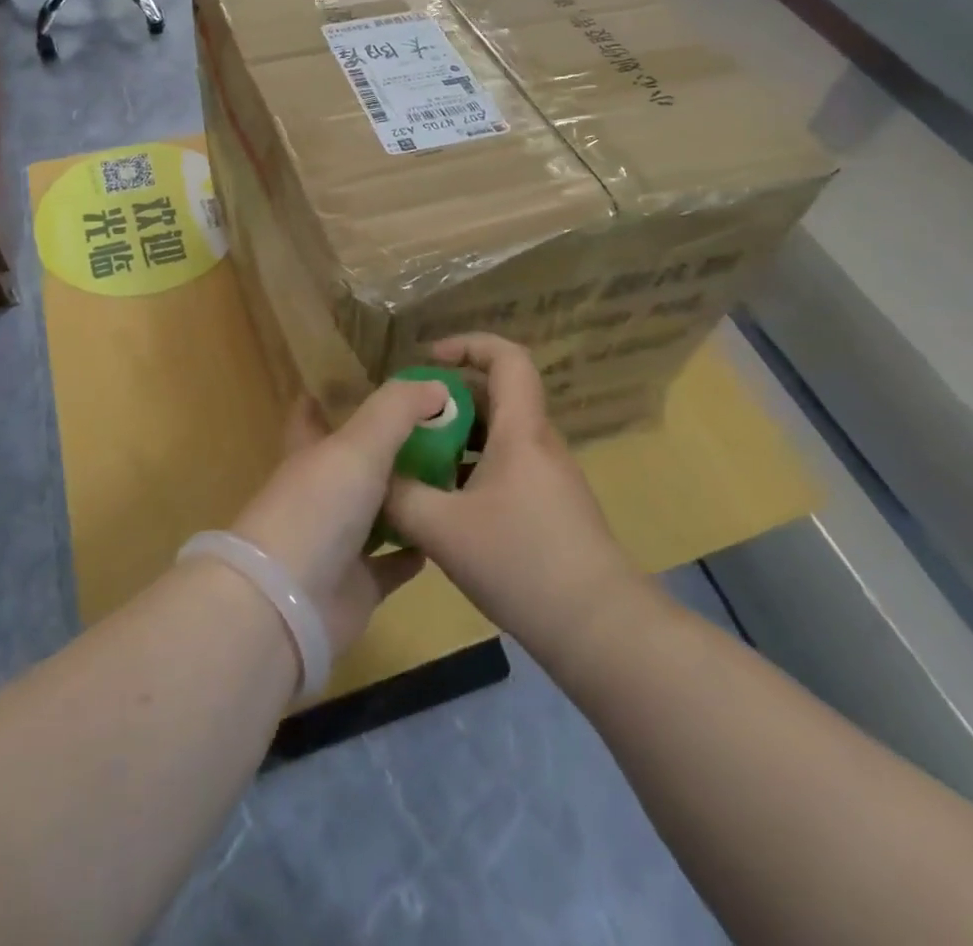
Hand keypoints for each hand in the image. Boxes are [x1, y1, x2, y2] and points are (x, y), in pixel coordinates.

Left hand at [228, 382, 440, 657]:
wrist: (288, 604)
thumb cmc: (318, 509)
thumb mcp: (359, 444)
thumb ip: (397, 409)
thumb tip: (438, 384)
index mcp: (311, 453)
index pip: (312, 415)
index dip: (330, 397)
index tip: (362, 382)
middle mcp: (321, 493)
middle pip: (355, 463)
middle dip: (388, 447)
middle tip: (440, 430)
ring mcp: (337, 541)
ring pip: (377, 511)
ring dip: (407, 497)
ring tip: (454, 475)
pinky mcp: (357, 584)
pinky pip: (392, 563)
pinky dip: (414, 550)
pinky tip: (443, 535)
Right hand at [382, 334, 641, 662]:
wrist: (598, 627)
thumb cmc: (521, 562)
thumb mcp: (443, 529)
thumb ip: (400, 496)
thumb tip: (374, 477)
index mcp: (520, 431)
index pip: (507, 358)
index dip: (468, 345)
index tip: (429, 359)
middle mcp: (539, 443)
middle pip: (497, 395)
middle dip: (450, 398)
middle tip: (409, 419)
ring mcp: (550, 476)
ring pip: (500, 435)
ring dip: (459, 438)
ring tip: (418, 461)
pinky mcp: (552, 507)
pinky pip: (508, 466)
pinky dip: (474, 468)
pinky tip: (446, 504)